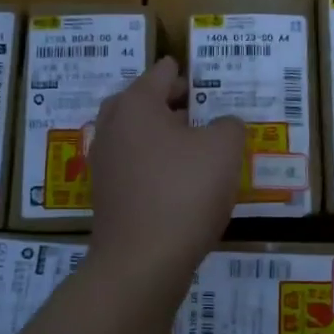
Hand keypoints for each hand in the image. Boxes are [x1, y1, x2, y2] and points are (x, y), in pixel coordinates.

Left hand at [88, 56, 245, 286]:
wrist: (142, 262)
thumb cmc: (184, 192)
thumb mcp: (224, 149)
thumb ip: (229, 125)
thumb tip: (222, 126)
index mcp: (136, 104)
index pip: (162, 73)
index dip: (185, 72)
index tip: (203, 75)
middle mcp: (112, 127)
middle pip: (142, 101)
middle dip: (170, 101)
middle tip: (200, 105)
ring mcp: (104, 163)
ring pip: (137, 135)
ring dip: (163, 133)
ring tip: (195, 142)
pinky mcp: (106, 195)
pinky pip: (134, 165)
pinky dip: (155, 162)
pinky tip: (180, 178)